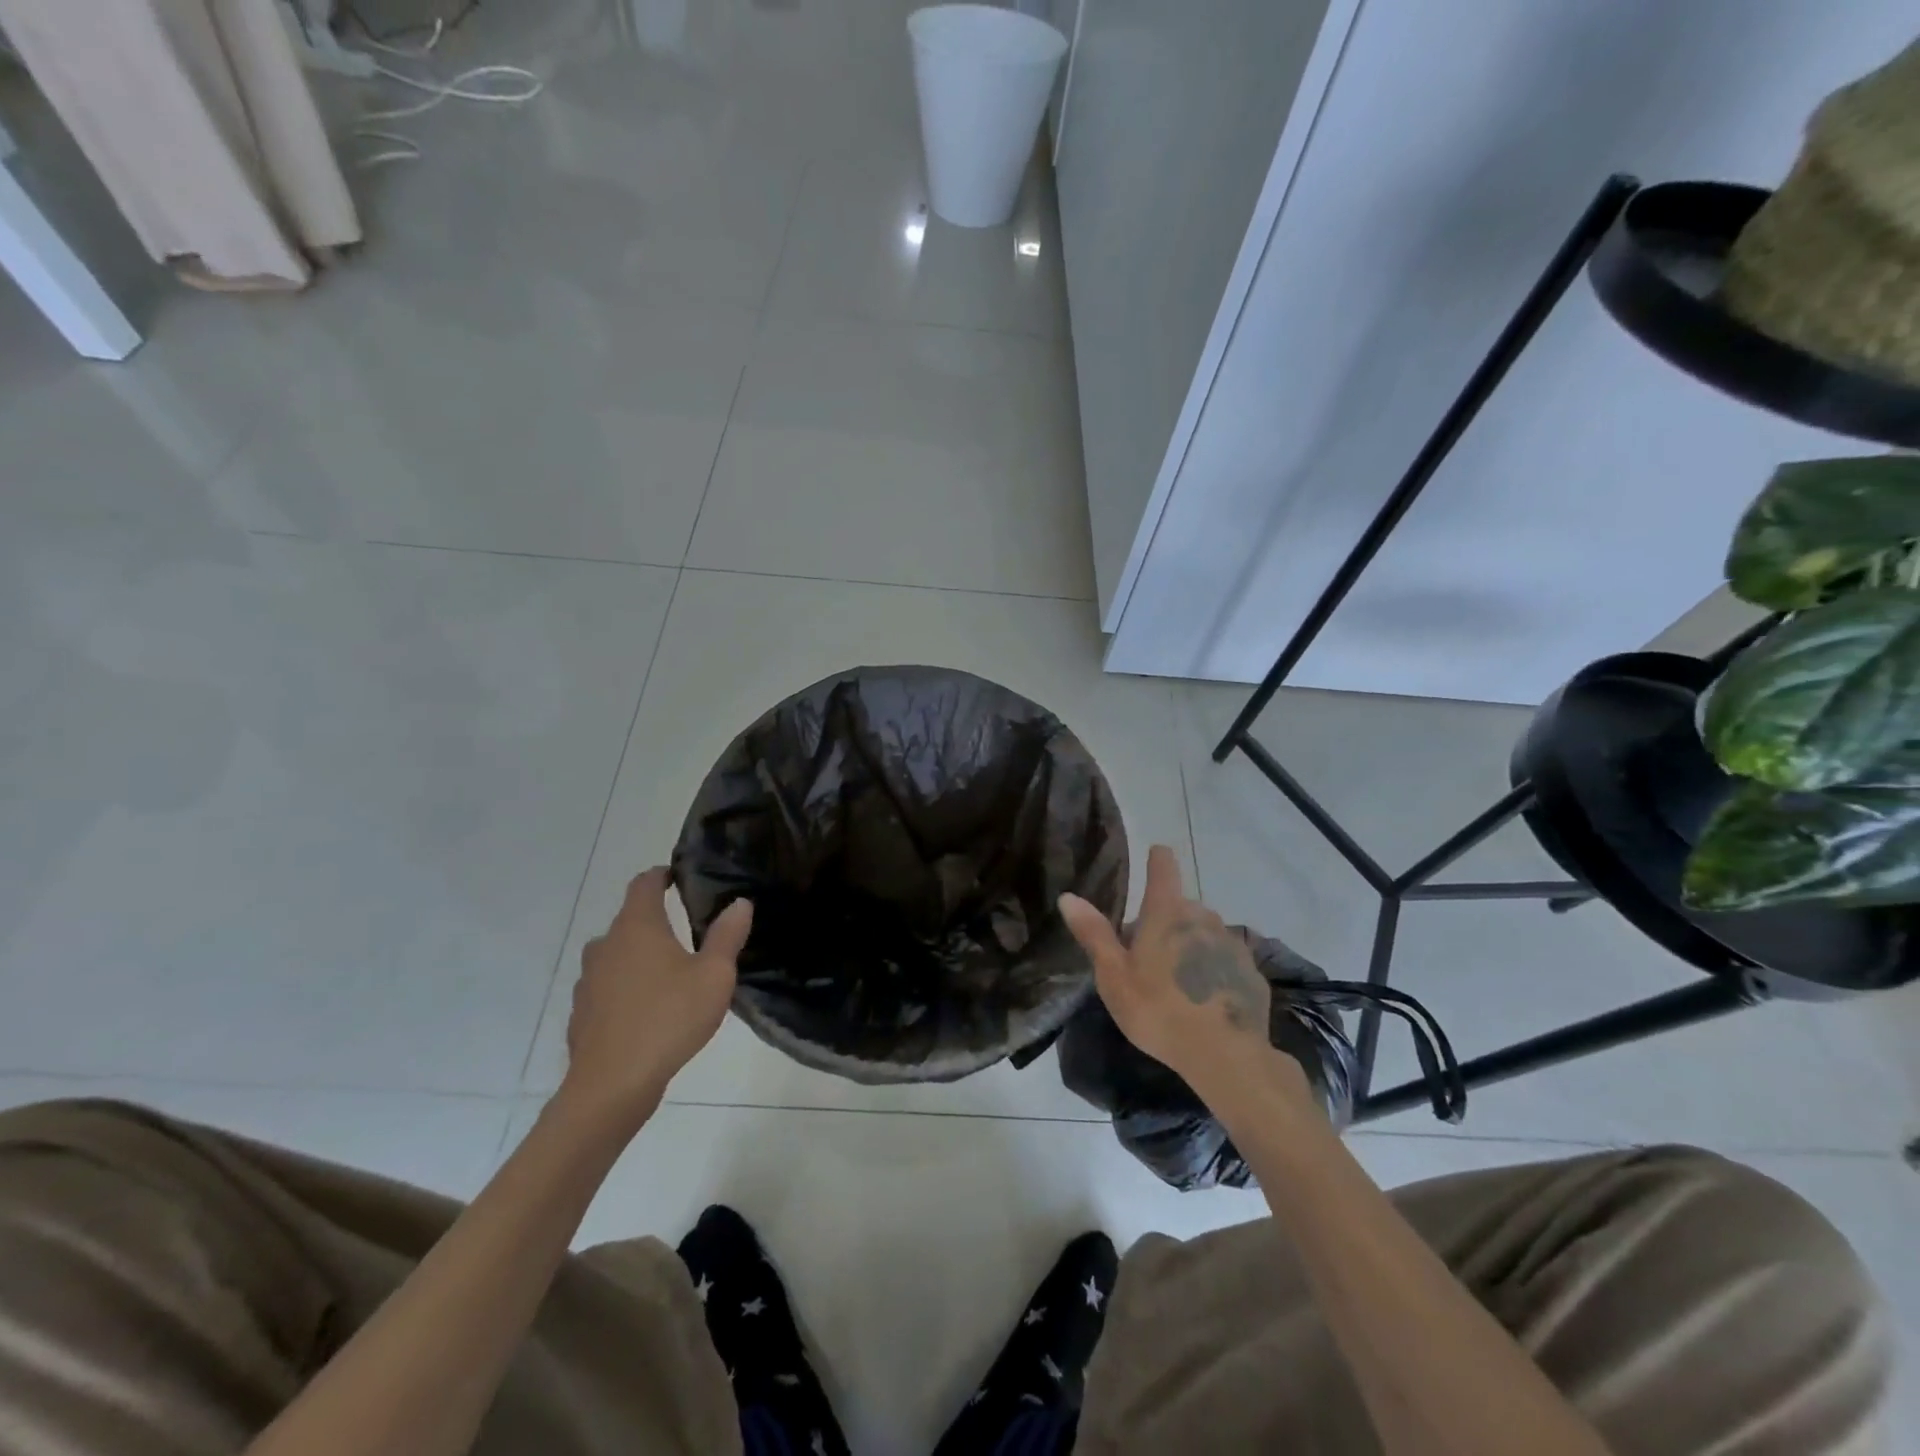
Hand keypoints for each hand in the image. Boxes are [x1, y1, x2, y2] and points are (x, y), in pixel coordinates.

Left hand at [561, 868, 751, 1123]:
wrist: (612, 1086)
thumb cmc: (669, 1019)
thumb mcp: (714, 976)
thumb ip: (727, 935)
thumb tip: (739, 903)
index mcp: (638, 927)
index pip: (644, 883)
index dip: (662, 875)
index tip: (681, 878)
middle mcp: (607, 945)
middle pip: (630, 920)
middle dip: (657, 921)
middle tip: (690, 933)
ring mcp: (588, 980)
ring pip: (617, 955)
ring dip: (640, 956)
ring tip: (670, 974)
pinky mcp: (582, 1013)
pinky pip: (608, 987)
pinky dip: (627, 988)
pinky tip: (648, 1010)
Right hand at [1059, 845, 1296, 1099]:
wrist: (1226, 1056)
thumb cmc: (1158, 1010)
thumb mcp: (1114, 976)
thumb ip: (1094, 933)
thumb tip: (1068, 896)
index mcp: (1166, 912)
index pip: (1164, 867)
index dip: (1157, 860)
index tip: (1153, 857)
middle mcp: (1202, 917)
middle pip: (1180, 906)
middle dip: (1164, 922)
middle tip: (1146, 957)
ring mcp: (1231, 943)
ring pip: (1203, 933)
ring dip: (1189, 946)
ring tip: (1176, 983)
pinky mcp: (1251, 971)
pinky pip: (1224, 960)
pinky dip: (1213, 971)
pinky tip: (1204, 1001)